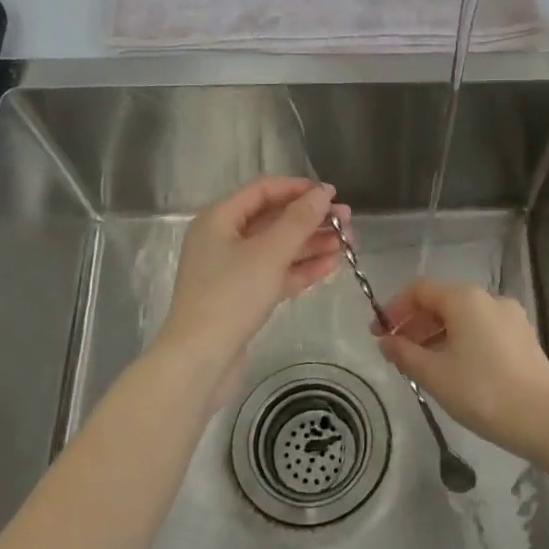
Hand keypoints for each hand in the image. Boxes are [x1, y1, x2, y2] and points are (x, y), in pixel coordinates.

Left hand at [158, 178, 349, 395]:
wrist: (200, 360)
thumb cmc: (231, 296)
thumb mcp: (269, 253)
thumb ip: (299, 220)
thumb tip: (324, 193)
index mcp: (219, 219)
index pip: (263, 190)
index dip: (298, 189)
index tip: (333, 195)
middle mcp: (223, 239)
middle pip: (272, 219)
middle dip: (311, 219)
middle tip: (347, 223)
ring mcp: (232, 270)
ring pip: (277, 248)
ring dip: (311, 244)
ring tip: (347, 244)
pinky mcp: (242, 297)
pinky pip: (276, 273)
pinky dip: (301, 268)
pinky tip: (331, 266)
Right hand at [374, 276, 548, 461]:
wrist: (544, 421)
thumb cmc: (482, 392)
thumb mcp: (434, 374)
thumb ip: (404, 353)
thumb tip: (386, 342)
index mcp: (465, 299)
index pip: (420, 289)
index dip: (394, 308)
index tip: (378, 333)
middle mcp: (489, 298)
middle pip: (442, 301)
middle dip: (415, 323)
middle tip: (394, 350)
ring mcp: (511, 317)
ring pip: (463, 317)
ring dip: (436, 334)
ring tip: (420, 364)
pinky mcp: (523, 338)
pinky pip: (482, 329)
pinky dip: (460, 341)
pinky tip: (452, 368)